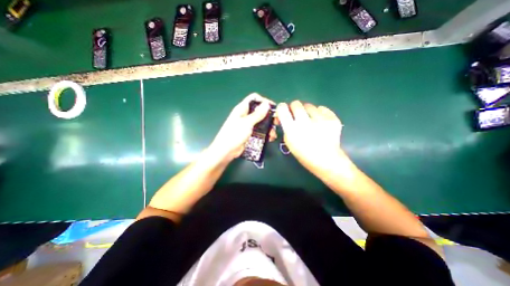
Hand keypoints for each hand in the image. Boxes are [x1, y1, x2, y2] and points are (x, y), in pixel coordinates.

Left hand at [206, 91, 276, 162]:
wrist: (226, 151)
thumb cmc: (234, 134)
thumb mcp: (247, 123)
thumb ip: (257, 114)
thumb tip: (267, 104)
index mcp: (242, 108)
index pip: (254, 98)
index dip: (264, 101)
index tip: (273, 108)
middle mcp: (245, 115)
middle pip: (259, 111)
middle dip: (269, 116)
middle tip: (276, 122)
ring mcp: (247, 125)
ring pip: (261, 122)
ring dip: (268, 126)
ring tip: (273, 133)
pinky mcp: (249, 133)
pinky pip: (259, 130)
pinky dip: (265, 133)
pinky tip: (269, 138)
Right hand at [277, 100, 348, 178]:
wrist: (326, 160)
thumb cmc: (304, 154)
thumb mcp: (289, 142)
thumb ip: (285, 127)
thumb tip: (284, 116)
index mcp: (292, 129)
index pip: (282, 108)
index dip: (282, 108)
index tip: (284, 111)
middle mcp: (305, 122)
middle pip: (296, 103)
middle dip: (294, 108)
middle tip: (297, 116)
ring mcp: (320, 119)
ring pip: (309, 105)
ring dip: (307, 111)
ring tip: (311, 121)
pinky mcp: (332, 119)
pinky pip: (322, 109)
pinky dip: (319, 113)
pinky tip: (321, 122)